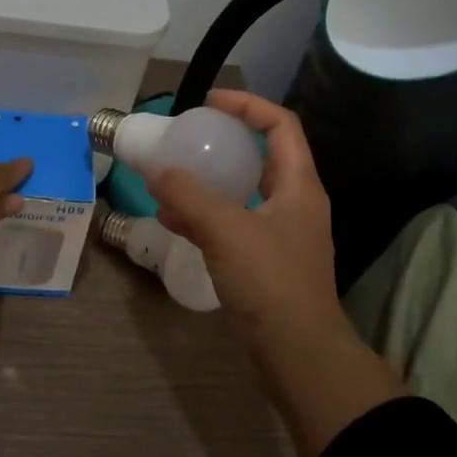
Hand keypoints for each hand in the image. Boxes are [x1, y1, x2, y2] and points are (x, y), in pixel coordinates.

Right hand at [148, 90, 403, 456]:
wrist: (298, 354)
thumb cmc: (270, 281)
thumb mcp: (225, 229)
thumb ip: (189, 195)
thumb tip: (157, 171)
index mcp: (299, 185)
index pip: (280, 125)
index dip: (248, 105)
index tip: (210, 102)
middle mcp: (294, 204)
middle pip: (260, 157)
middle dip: (223, 143)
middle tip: (187, 138)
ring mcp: (280, 235)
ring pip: (242, 193)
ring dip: (207, 182)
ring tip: (169, 178)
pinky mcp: (265, 263)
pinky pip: (231, 225)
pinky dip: (204, 217)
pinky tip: (171, 219)